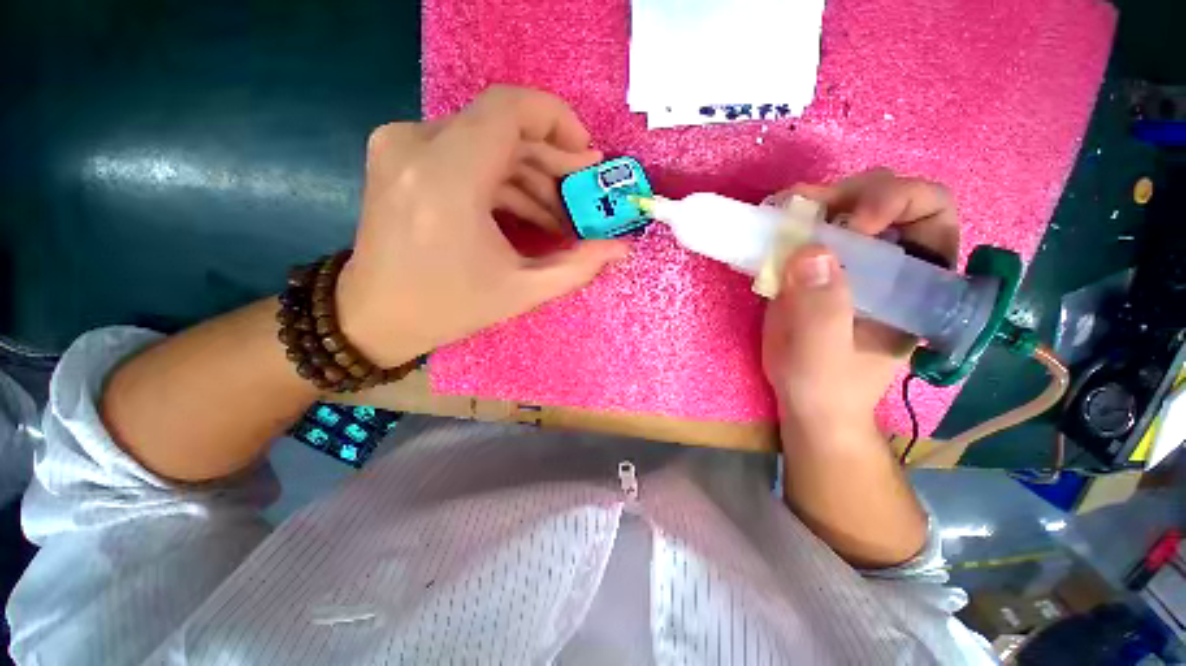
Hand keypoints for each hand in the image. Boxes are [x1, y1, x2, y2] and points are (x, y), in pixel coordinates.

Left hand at [336, 86, 629, 366]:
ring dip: (530, 175)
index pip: (509, 109)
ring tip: (559, 216)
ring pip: (486, 141)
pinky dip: (501, 179)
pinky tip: (526, 212)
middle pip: (502, 127)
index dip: (558, 122)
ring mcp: (403, 147)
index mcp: (446, 177)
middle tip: (582, 195)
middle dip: (552, 159)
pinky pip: (465, 154)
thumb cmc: (447, 308)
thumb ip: (578, 266)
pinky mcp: (401, 157)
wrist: (373, 316)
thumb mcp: (522, 291)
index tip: (587, 158)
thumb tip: (621, 248)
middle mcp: (417, 145)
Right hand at [762, 168, 959, 441]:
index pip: (931, 214)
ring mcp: (849, 263)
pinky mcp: (813, 270)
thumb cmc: (826, 386)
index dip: (898, 202)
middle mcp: (890, 262)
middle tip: (807, 205)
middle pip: (887, 198)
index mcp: (918, 282)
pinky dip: (791, 221)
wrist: (805, 401)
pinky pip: (808, 231)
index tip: (853, 225)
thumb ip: (822, 310)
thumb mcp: (824, 356)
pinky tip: (771, 224)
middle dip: (851, 193)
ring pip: (846, 208)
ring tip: (783, 208)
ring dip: (817, 201)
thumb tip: (810, 251)